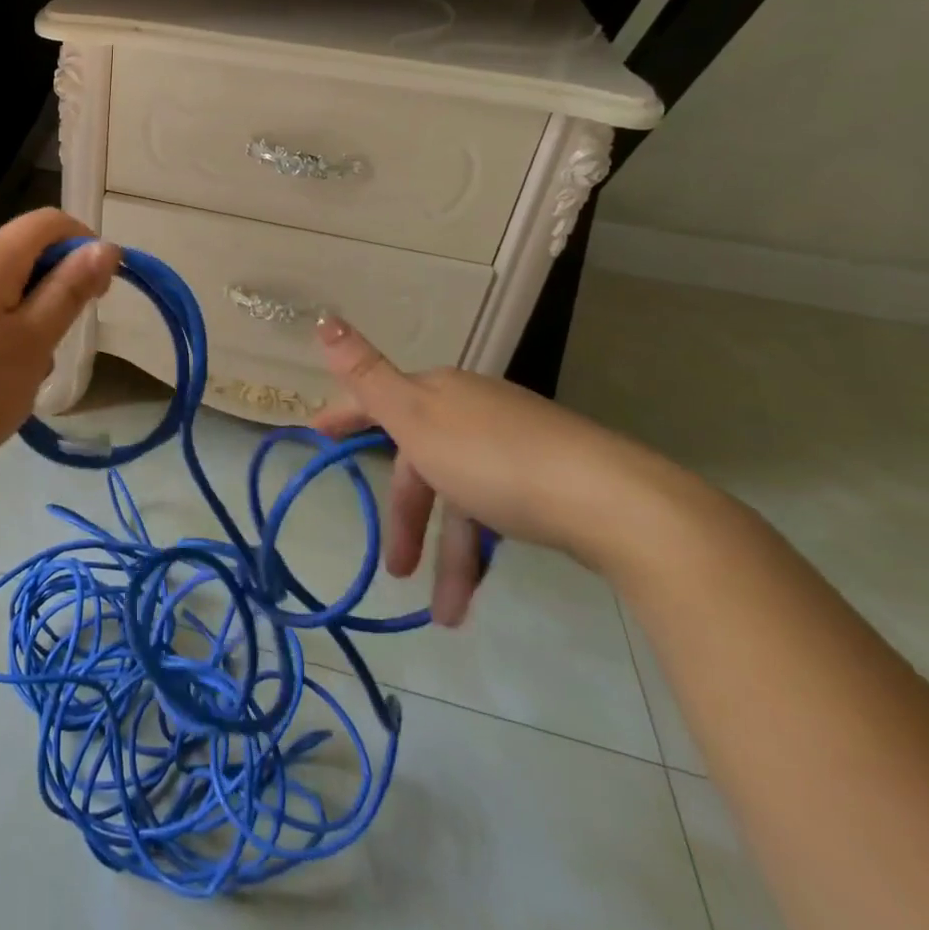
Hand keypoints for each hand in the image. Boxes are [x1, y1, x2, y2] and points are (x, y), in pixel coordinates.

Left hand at [0, 209, 120, 500]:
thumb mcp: (33, 341)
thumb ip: (69, 290)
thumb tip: (104, 246)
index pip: (49, 221)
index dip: (85, 244)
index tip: (102, 292)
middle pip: (26, 253)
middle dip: (58, 287)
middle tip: (64, 339)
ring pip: (6, 289)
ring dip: (33, 318)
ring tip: (30, 369)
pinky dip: (5, 335)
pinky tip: (0, 379)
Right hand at [313, 317, 662, 624]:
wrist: (611, 501)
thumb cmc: (493, 459)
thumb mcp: (414, 418)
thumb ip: (366, 374)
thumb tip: (323, 318)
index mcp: (438, 392)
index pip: (377, 400)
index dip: (344, 417)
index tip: (316, 435)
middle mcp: (471, 410)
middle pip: (419, 460)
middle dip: (404, 516)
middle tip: (395, 568)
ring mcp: (512, 444)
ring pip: (458, 496)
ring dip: (446, 552)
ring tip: (444, 611)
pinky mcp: (546, 479)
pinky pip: (492, 511)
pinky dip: (478, 547)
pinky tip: (478, 585)